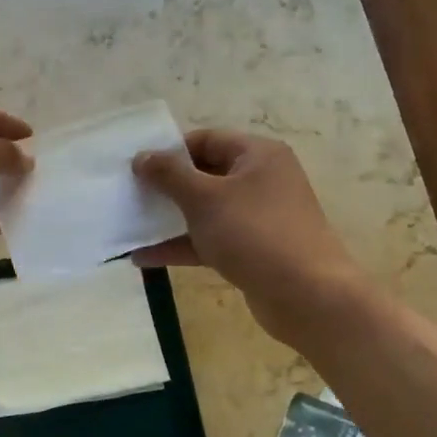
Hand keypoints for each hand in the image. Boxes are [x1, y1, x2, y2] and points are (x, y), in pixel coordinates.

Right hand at [131, 130, 364, 346]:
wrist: (307, 296)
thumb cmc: (254, 233)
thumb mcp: (204, 198)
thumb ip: (168, 175)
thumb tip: (141, 157)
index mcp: (257, 155)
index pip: (205, 140)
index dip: (169, 151)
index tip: (137, 168)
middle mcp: (261, 180)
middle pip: (204, 175)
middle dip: (166, 187)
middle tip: (129, 195)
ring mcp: (258, 218)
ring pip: (205, 211)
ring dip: (169, 219)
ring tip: (130, 226)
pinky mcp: (252, 250)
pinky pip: (210, 240)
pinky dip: (182, 245)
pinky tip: (144, 258)